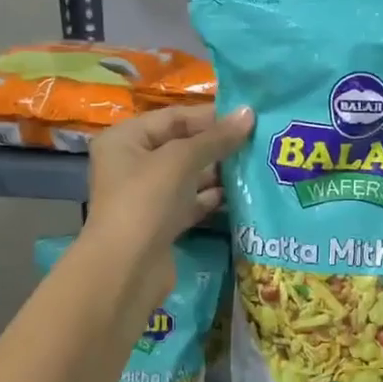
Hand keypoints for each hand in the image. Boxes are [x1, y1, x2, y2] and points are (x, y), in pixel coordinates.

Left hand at [85, 104, 253, 300]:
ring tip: (254, 164)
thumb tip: (249, 113)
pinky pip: (190, 201)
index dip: (210, 116)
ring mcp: (145, 196)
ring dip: (218, 171)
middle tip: (257, 141)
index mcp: (125, 139)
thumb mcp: (181, 160)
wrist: (127, 269)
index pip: (173, 118)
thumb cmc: (147, 200)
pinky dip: (211, 197)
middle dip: (216, 144)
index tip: (247, 117)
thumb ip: (216, 138)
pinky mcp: (160, 223)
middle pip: (181, 145)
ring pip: (188, 175)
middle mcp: (131, 164)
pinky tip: (238, 193)